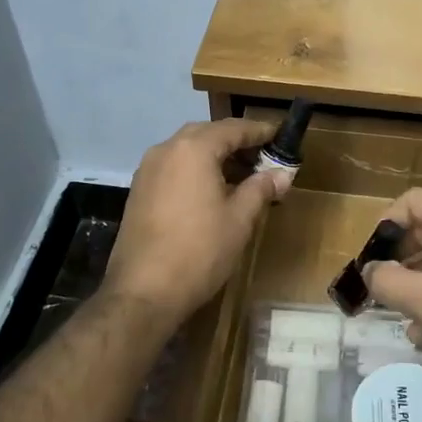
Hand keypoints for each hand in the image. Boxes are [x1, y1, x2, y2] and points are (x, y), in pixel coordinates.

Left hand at [103, 119, 290, 325]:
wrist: (143, 292)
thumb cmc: (199, 251)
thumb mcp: (239, 219)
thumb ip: (260, 189)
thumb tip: (282, 174)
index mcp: (193, 149)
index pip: (233, 129)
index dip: (259, 131)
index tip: (281, 135)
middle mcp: (166, 149)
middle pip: (207, 134)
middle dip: (236, 142)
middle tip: (264, 157)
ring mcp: (148, 170)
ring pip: (187, 151)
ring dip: (215, 156)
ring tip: (243, 176)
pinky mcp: (139, 191)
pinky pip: (173, 168)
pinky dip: (196, 170)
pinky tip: (213, 192)